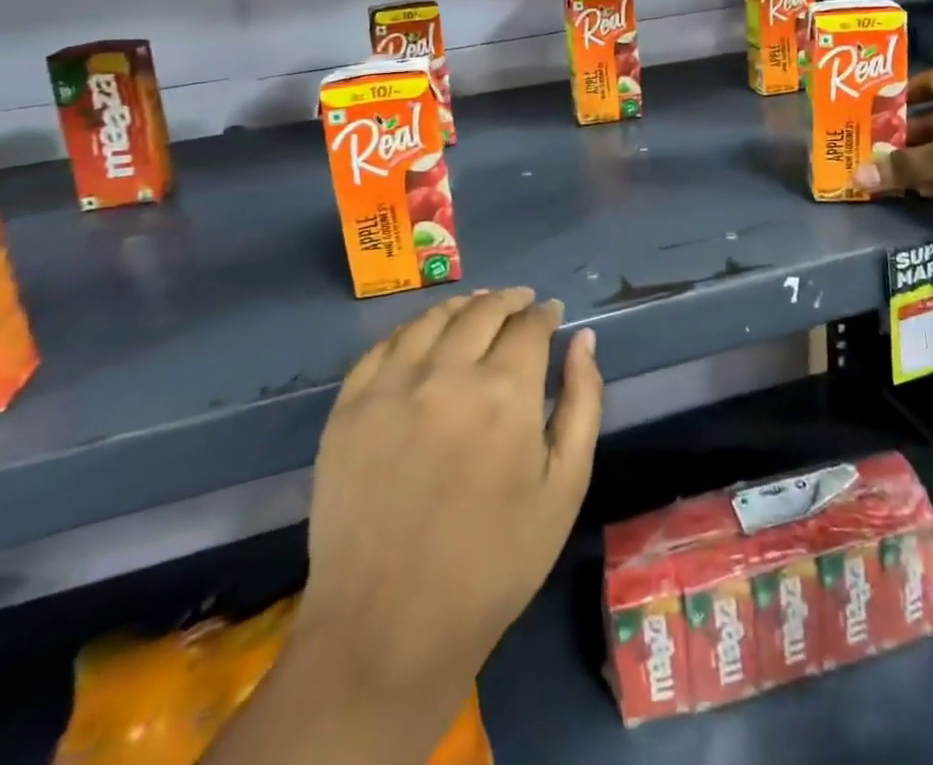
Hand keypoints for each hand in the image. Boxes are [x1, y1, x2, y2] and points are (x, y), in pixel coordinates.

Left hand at [300, 288, 602, 705]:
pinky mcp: (349, 407)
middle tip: (520, 304)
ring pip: (433, 318)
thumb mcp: (564, 488)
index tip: (551, 314)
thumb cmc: (494, 563)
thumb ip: (581, 402)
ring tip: (477, 310)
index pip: (530, 325)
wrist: (389, 629)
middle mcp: (447, 374)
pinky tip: (424, 338)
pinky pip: (384, 345)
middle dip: (509, 301)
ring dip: (463, 307)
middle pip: (483, 311)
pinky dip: (413, 330)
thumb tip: (583, 338)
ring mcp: (391, 387)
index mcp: (505, 393)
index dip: (545, 314)